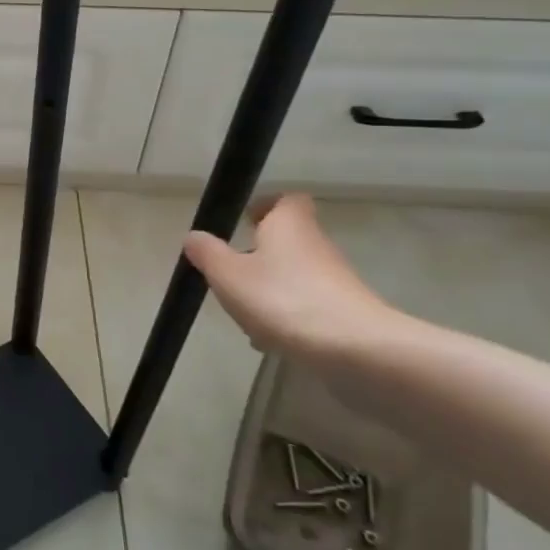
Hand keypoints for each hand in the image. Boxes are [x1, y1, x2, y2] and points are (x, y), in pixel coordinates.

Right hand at [184, 195, 401, 359]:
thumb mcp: (229, 275)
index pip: (285, 201)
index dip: (265, 207)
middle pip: (287, 241)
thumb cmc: (283, 299)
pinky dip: (287, 317)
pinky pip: (307, 306)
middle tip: (232, 276)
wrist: (355, 349)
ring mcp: (335, 280)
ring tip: (245, 317)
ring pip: (294, 276)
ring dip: (269, 291)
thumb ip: (208, 254)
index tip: (243, 223)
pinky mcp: (344, 313)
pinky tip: (270, 341)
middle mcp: (316, 244)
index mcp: (289, 224)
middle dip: (259, 257)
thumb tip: (193, 235)